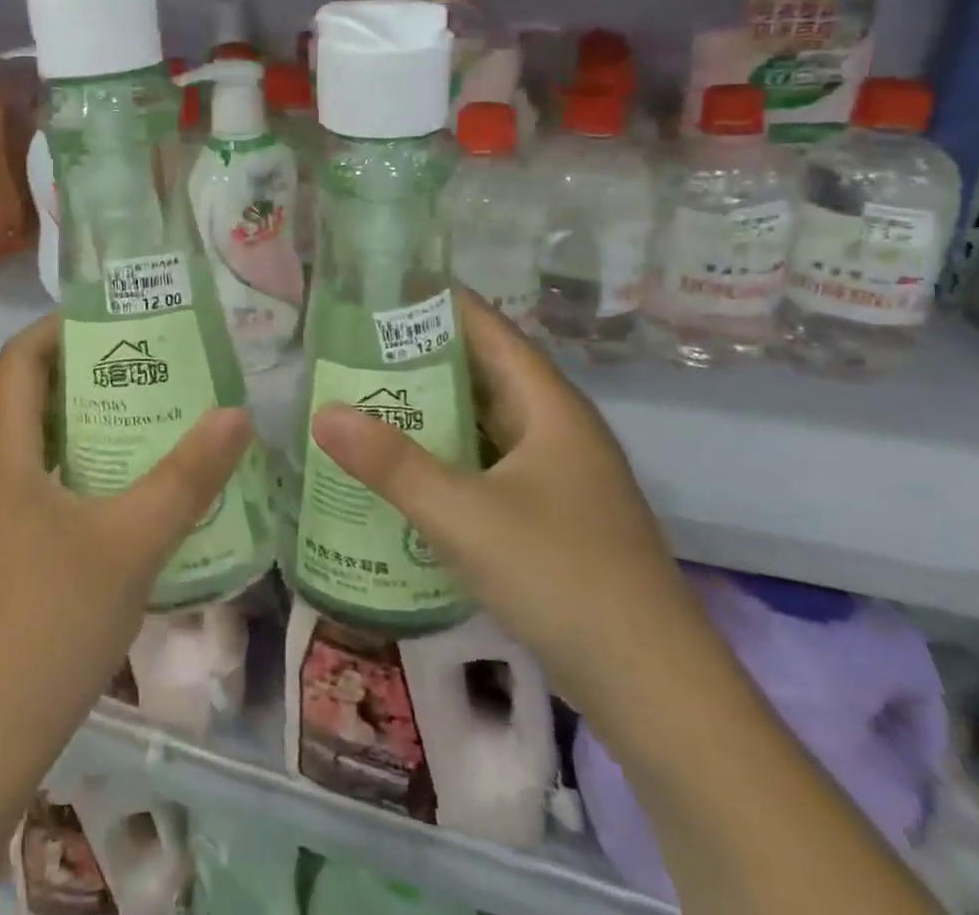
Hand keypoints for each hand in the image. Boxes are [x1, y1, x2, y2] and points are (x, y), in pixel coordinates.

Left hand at [0, 313, 254, 745]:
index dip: (59, 326)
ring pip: (46, 442)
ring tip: (158, 414)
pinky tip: (138, 487)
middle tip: (156, 363)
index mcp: (6, 452)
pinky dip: (91, 467)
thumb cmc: (51, 619)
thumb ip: (187, 476)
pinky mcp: (10, 548)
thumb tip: (238, 413)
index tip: (115, 317)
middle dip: (93, 371)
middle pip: (36, 395)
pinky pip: (51, 482)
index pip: (18, 359)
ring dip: (96, 422)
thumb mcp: (132, 541)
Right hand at [310, 290, 701, 713]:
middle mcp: (557, 427)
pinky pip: (488, 462)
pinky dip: (448, 454)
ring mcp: (558, 474)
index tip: (379, 289)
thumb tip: (322, 412)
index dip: (437, 303)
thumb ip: (391, 463)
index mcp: (549, 405)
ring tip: (366, 396)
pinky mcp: (552, 514)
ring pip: (485, 421)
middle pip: (483, 371)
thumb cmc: (561, 576)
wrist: (656, 689)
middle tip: (352, 346)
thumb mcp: (463, 515)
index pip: (488, 328)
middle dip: (420, 356)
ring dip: (432, 409)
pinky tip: (405, 466)